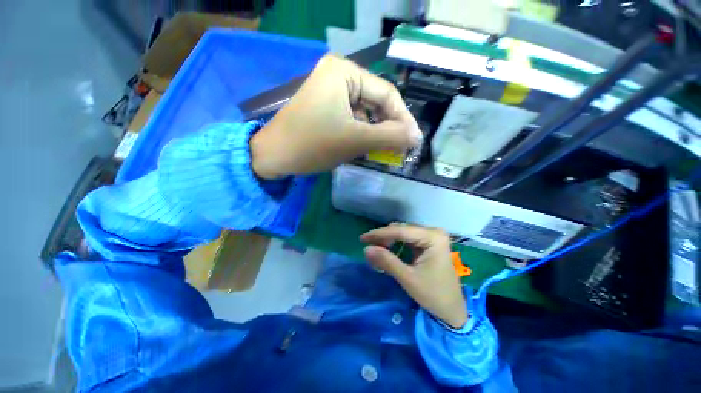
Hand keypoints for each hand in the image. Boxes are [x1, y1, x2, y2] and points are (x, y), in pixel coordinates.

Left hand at [250, 55, 421, 178]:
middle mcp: (338, 76)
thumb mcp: (356, 140)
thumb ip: (390, 137)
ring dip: (375, 132)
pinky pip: (352, 118)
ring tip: (383, 150)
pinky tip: (365, 146)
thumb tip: (417, 137)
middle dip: (388, 127)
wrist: (275, 156)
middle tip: (399, 148)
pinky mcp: (326, 107)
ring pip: (365, 113)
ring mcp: (330, 92)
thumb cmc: (313, 144)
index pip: (386, 94)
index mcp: (345, 72)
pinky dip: (362, 133)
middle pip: (375, 102)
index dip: (403, 119)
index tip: (413, 141)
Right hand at [360, 224, 467, 328]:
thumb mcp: (408, 278)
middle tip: (369, 248)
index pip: (400, 231)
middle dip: (384, 237)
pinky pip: (407, 239)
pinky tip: (388, 250)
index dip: (379, 234)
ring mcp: (432, 237)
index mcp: (433, 237)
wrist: (452, 310)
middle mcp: (433, 232)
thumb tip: (366, 248)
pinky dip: (395, 244)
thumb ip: (386, 261)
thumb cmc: (433, 295)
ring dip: (388, 240)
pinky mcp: (429, 243)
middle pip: (402, 229)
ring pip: (403, 233)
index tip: (362, 239)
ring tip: (377, 250)